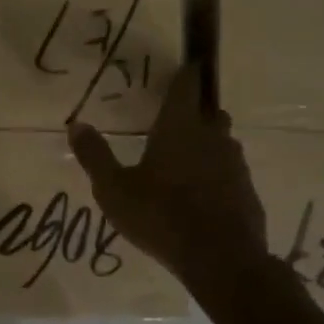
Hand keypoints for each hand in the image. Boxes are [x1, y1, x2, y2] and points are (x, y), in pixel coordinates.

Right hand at [67, 63, 267, 289]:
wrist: (221, 260)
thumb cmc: (161, 215)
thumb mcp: (114, 189)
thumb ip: (95, 156)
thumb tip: (76, 125)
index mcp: (180, 128)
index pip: (187, 87)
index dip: (187, 73)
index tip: (189, 63)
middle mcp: (212, 138)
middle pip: (210, 113)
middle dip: (197, 110)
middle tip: (178, 119)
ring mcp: (235, 165)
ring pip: (222, 143)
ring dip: (208, 144)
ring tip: (186, 162)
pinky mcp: (247, 192)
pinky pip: (230, 173)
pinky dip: (217, 176)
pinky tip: (202, 195)